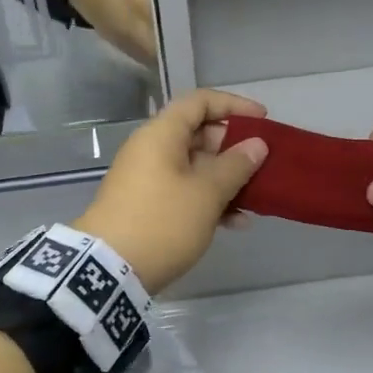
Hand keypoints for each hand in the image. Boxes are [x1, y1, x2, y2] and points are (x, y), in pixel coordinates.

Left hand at [75, 90, 269, 293]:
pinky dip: (209, 200)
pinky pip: (185, 191)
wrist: (109, 270)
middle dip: (234, 148)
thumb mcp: (206, 193)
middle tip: (263, 164)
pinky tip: (236, 223)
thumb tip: (256, 145)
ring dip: (226, 179)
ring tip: (256, 198)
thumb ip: (236, 166)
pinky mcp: (147, 205)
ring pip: (195, 167)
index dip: (234, 106)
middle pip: (199, 134)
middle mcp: (152, 150)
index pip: (200, 102)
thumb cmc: (162, 221)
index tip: (263, 120)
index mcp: (162, 135)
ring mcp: (148, 178)